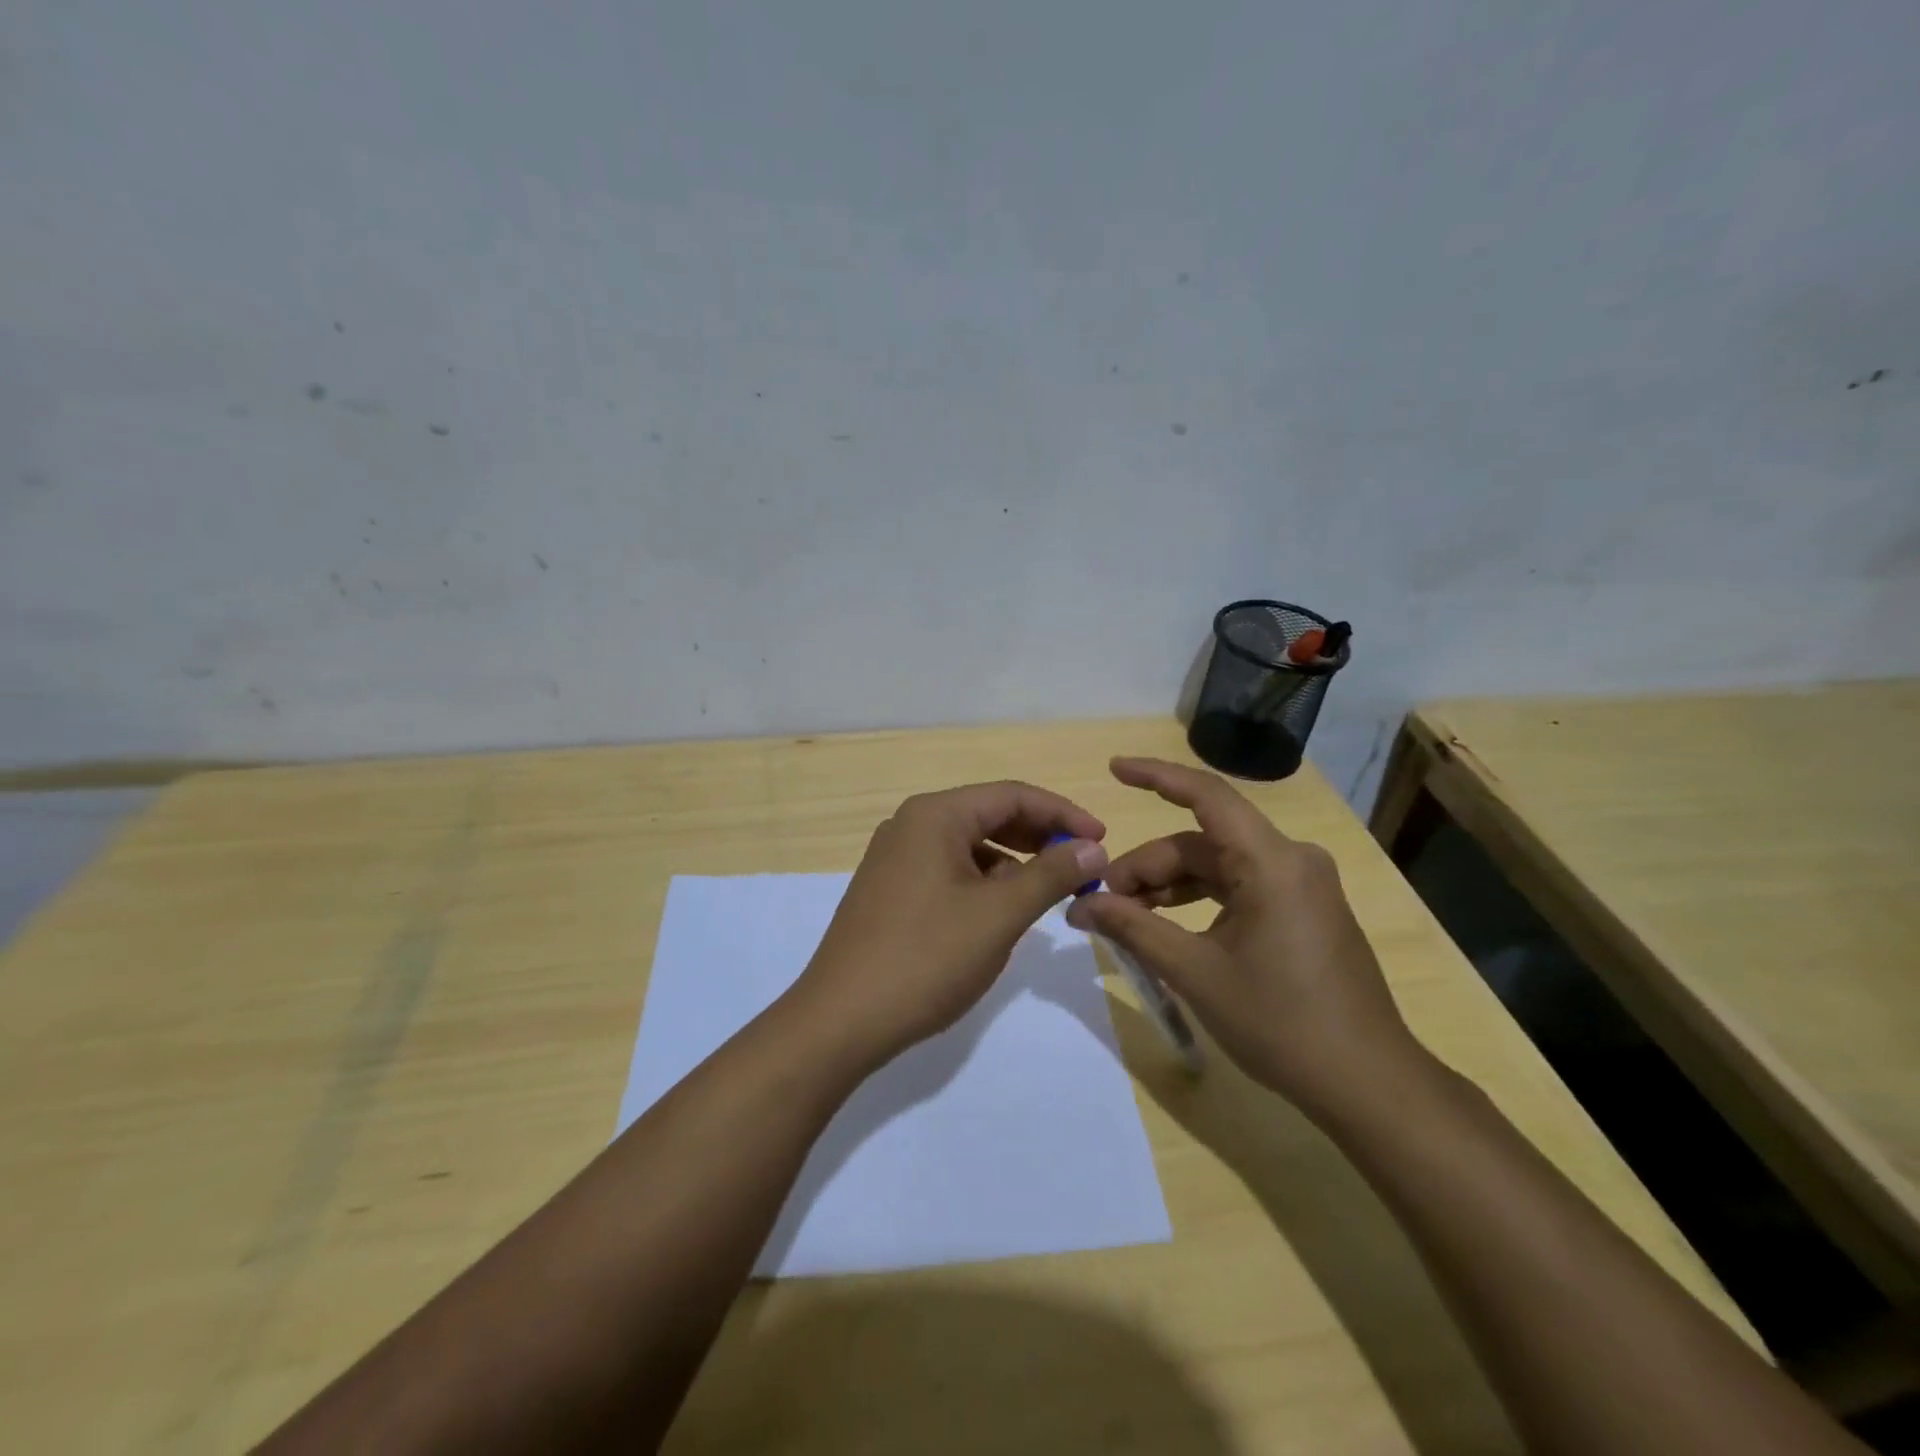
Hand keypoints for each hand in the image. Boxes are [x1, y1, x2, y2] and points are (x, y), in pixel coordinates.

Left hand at [794, 782, 1108, 1065]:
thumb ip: (1050, 874)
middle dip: (1040, 838)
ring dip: (1013, 862)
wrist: (841, 1020)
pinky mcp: (890, 890)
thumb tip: (1093, 846)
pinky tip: (1001, 912)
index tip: (1103, 841)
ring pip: (970, 846)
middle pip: (990, 815)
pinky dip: (983, 882)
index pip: (1012, 795)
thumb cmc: (926, 958)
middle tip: (1082, 866)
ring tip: (1047, 892)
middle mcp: (911, 825)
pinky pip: (949, 870)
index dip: (1063, 814)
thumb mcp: (999, 914)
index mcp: (935, 815)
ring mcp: (895, 858)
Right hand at [1064, 757, 1419, 1120]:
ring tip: (1127, 916)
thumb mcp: (1194, 972)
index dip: (1155, 776)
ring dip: (1170, 885)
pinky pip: (1239, 886)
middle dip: (1148, 866)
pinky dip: (1199, 899)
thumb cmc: (1279, 1022)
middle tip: (1103, 902)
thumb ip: (1134, 928)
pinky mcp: (1304, 910)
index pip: (1206, 795)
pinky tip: (1168, 926)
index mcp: (1271, 862)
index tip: (1114, 770)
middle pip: (1202, 842)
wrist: (1367, 1084)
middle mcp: (1291, 859)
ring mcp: (1301, 885)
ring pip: (1218, 866)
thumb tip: (1080, 905)